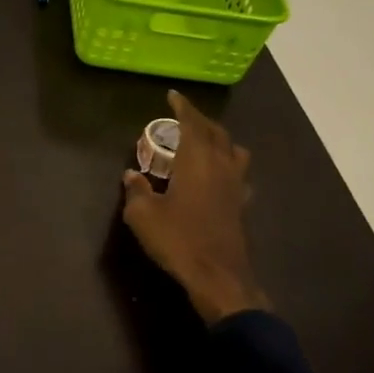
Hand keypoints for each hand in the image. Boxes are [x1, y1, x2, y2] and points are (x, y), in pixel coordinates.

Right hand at [120, 91, 270, 324]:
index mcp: (197, 160)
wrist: (217, 276)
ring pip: (233, 150)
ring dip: (219, 139)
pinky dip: (227, 165)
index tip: (172, 96)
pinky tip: (218, 176)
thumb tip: (132, 175)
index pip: (192, 123)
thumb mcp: (143, 215)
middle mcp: (221, 165)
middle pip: (216, 132)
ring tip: (204, 142)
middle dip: (200, 120)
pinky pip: (238, 173)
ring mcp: (236, 185)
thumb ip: (137, 191)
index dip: (182, 107)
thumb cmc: (178, 239)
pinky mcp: (241, 205)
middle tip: (183, 118)